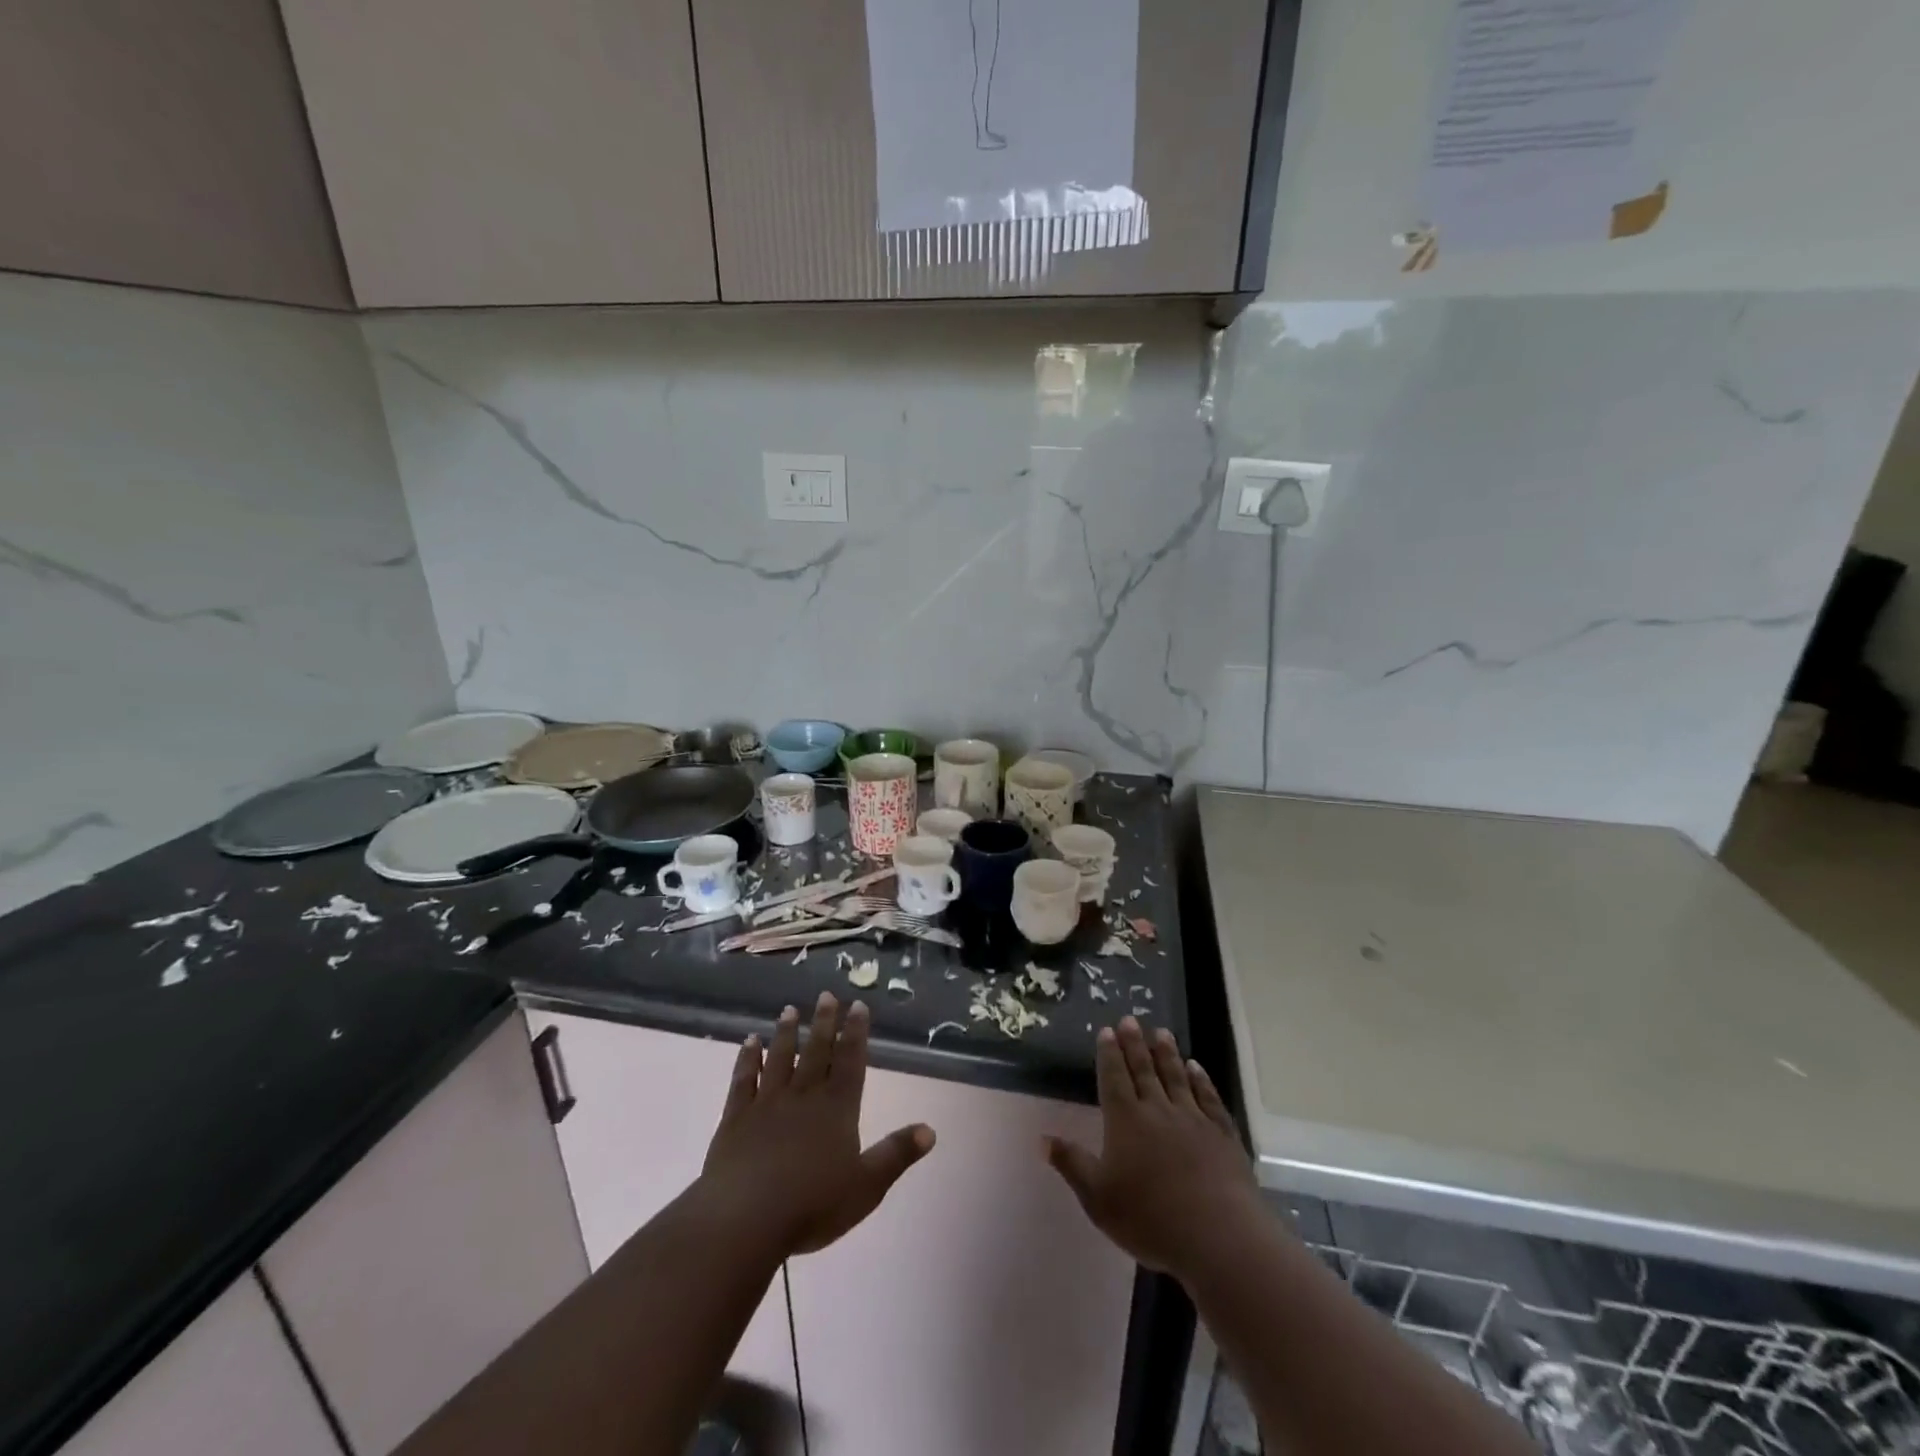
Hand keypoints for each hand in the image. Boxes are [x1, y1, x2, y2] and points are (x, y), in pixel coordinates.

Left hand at [700, 993, 934, 1256]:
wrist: (744, 1219)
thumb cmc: (812, 1205)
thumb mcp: (866, 1186)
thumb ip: (896, 1154)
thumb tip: (930, 1130)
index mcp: (837, 1109)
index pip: (850, 1061)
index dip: (855, 1033)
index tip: (857, 1005)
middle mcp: (804, 1096)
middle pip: (816, 1052)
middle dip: (824, 1022)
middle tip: (826, 994)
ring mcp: (767, 1103)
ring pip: (779, 1058)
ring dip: (786, 1033)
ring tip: (790, 1010)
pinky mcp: (736, 1118)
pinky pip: (743, 1079)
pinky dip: (747, 1058)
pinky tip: (750, 1042)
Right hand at [1044, 1017, 1259, 1281]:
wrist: (1218, 1235)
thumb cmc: (1150, 1218)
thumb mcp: (1098, 1198)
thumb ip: (1071, 1164)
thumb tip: (1041, 1138)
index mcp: (1126, 1120)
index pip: (1114, 1077)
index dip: (1109, 1053)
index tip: (1107, 1030)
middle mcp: (1158, 1110)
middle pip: (1144, 1070)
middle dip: (1135, 1044)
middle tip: (1130, 1019)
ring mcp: (1193, 1119)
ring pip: (1176, 1077)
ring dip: (1167, 1053)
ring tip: (1161, 1032)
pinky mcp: (1222, 1134)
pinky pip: (1208, 1098)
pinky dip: (1201, 1080)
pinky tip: (1196, 1068)